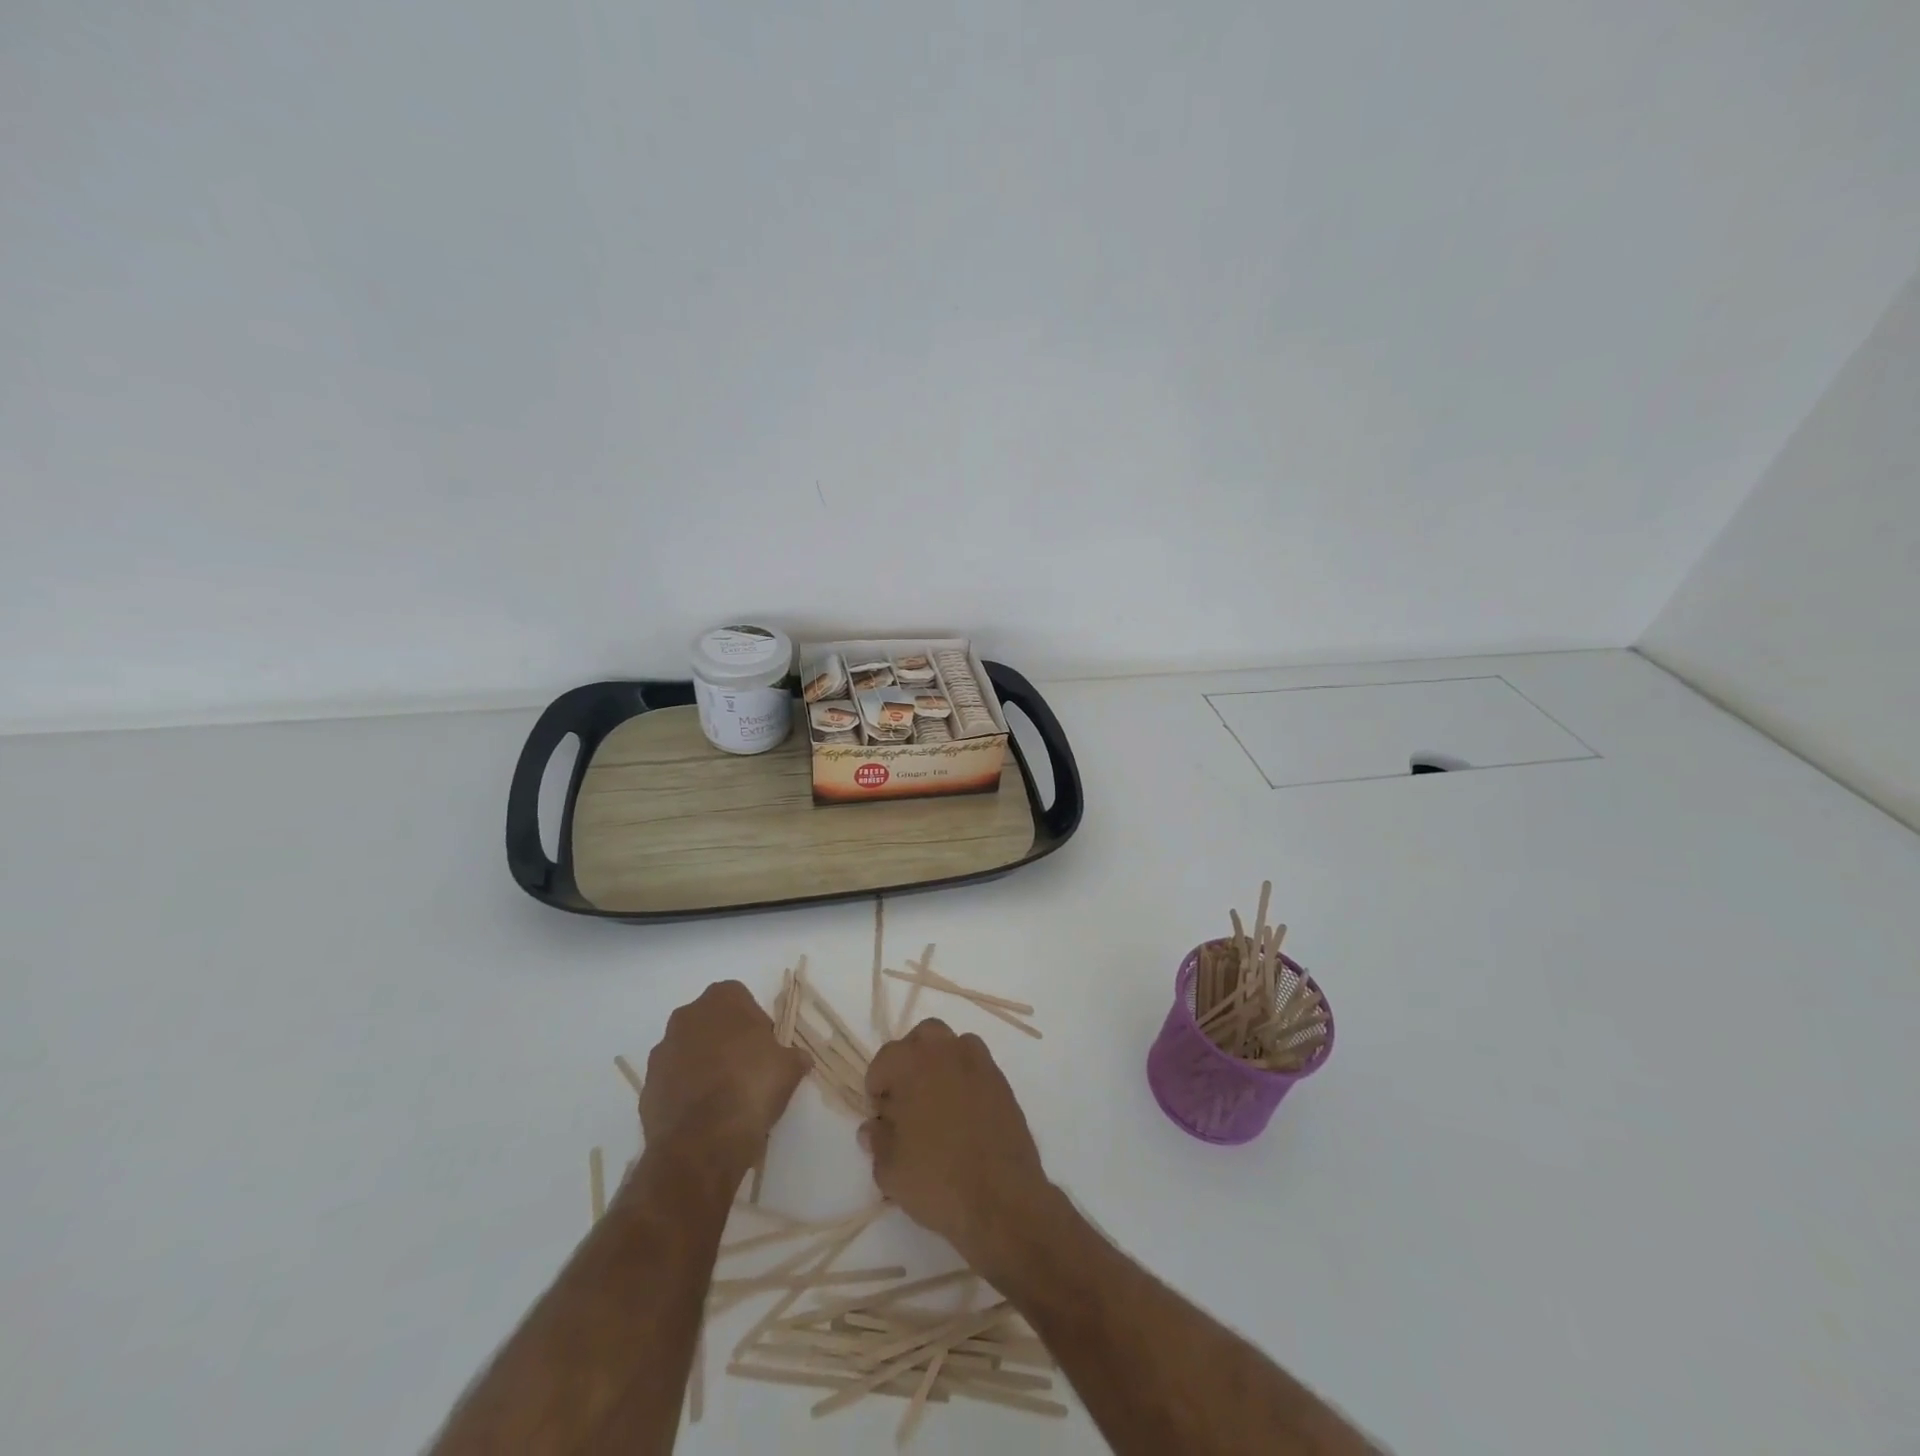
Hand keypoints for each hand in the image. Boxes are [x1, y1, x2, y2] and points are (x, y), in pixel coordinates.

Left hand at [640, 981, 809, 1168]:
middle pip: (710, 1021)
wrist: (703, 1142)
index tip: (765, 1047)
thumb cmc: (752, 1087)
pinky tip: (703, 1115)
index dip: (754, 1021)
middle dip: (725, 1039)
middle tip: (746, 1069)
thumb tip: (797, 1059)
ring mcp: (662, 1051)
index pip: (740, 998)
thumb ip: (793, 1056)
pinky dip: (685, 1091)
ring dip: (703, 1065)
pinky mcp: (647, 1086)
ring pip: (688, 1050)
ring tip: (723, 1097)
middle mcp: (687, 1016)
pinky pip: (672, 1080)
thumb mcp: (789, 1068)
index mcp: (722, 1000)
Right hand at [861, 1020, 1051, 1270]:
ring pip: (953, 1045)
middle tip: (906, 1099)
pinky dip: (966, 1078)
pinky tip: (964, 1113)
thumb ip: (877, 1141)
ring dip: (940, 1063)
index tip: (881, 1118)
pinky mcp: (1002, 1082)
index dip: (877, 1089)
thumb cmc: (937, 1180)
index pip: (884, 1060)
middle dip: (910, 1060)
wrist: (1001, 1199)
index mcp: (912, 1064)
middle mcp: (946, 1052)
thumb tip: (873, 1126)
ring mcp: (979, 1064)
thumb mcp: (890, 1170)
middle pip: (922, 1038)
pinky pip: (977, 1066)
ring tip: (936, 1102)